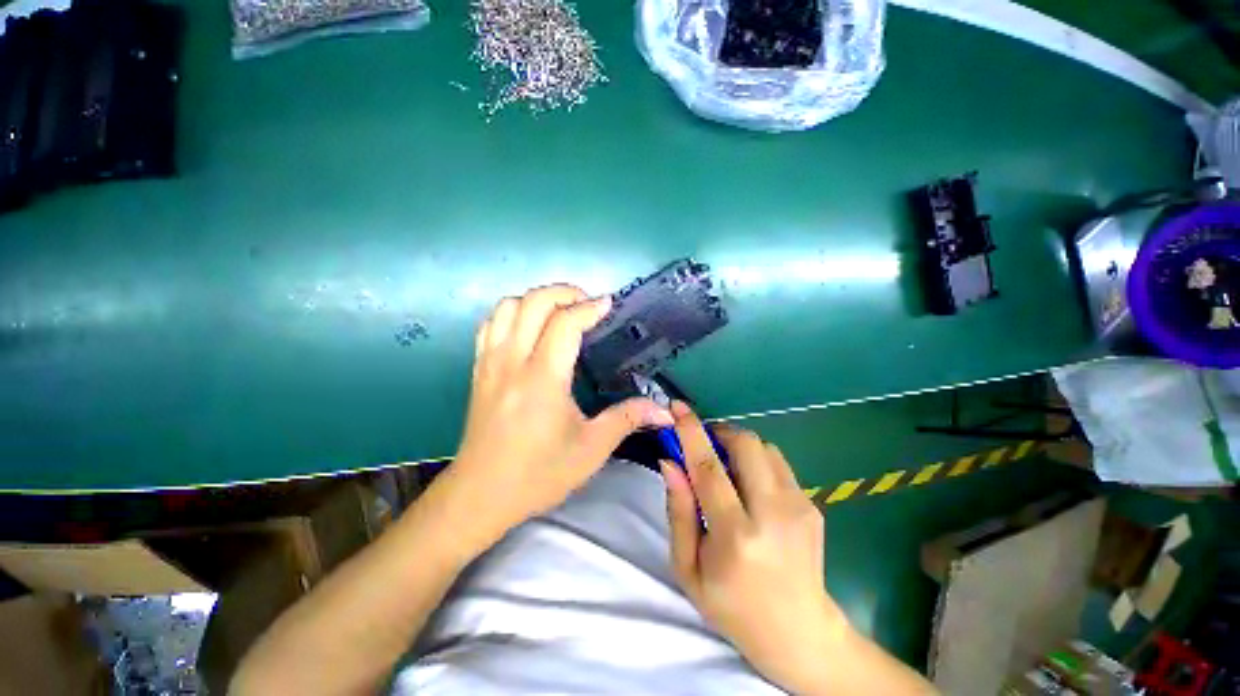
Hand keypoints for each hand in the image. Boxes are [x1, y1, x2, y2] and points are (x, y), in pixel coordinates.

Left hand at [449, 284, 673, 539]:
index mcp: (543, 379)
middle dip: (565, 292)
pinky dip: (513, 312)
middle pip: (533, 302)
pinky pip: (491, 323)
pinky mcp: (478, 369)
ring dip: (537, 299)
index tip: (608, 305)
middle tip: (588, 304)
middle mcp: (513, 361)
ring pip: (508, 306)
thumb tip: (664, 411)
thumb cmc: (539, 474)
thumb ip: (628, 419)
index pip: (564, 323)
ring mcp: (490, 362)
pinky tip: (530, 327)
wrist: (480, 495)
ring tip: (561, 312)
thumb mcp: (591, 449)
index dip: (589, 307)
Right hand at [662, 403, 848, 693]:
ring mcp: (800, 507)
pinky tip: (751, 488)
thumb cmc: (732, 606)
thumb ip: (679, 510)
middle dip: (720, 432)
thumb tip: (670, 462)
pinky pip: (778, 463)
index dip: (691, 431)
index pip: (708, 467)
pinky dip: (756, 462)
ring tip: (728, 468)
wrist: (800, 633)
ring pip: (765, 447)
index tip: (677, 407)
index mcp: (736, 535)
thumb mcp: (688, 567)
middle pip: (746, 444)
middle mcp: (773, 513)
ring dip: (739, 446)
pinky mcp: (812, 505)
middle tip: (705, 444)